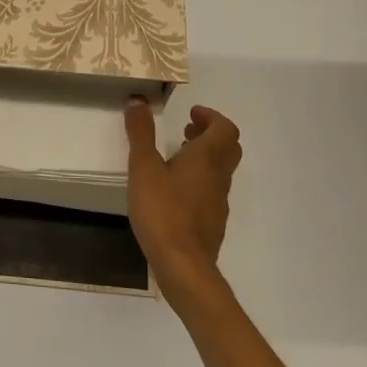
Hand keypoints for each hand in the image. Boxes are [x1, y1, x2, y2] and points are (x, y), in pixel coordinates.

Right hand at [124, 100, 241, 305]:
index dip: (211, 117)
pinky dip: (199, 181)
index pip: (225, 128)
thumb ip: (141, 134)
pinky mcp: (213, 223)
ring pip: (221, 171)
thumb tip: (138, 101)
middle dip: (210, 134)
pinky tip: (175, 191)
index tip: (191, 114)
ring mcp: (218, 202)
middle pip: (228, 148)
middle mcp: (219, 177)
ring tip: (176, 158)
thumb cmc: (162, 211)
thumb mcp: (143, 168)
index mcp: (206, 158)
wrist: (183, 265)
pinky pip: (212, 192)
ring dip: (204, 157)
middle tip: (186, 130)